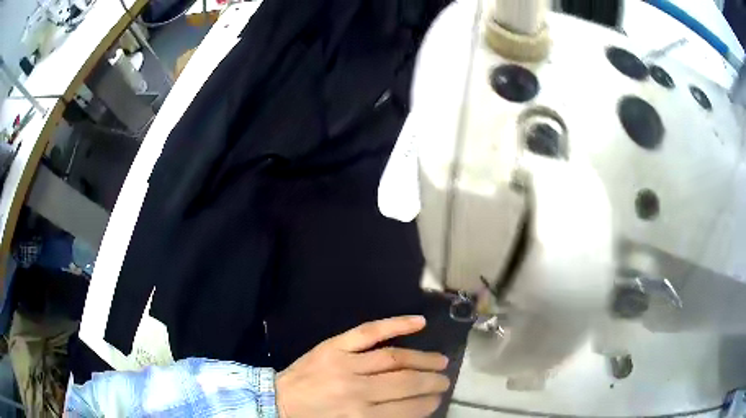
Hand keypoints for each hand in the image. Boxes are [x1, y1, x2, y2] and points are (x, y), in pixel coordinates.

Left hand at [276, 316, 449, 417]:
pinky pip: (369, 332)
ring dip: (423, 359)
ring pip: (394, 358)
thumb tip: (415, 410)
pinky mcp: (334, 346)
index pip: (406, 409)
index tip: (437, 400)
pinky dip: (396, 324)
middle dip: (430, 382)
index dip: (426, 404)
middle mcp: (356, 390)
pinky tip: (419, 322)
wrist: (277, 400)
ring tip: (441, 361)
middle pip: (404, 382)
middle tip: (445, 380)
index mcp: (359, 416)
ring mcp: (345, 363)